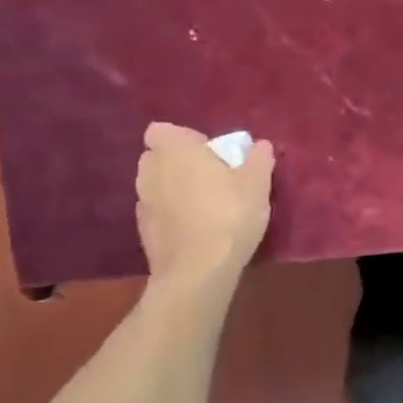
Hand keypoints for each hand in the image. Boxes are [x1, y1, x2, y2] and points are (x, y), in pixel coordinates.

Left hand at [135, 123, 275, 282]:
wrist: (197, 272)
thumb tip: (260, 145)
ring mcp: (142, 203)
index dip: (184, 137)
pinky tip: (195, 228)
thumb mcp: (257, 184)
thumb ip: (258, 159)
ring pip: (156, 184)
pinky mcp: (142, 231)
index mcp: (175, 151)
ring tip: (204, 204)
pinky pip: (157, 211)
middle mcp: (151, 172)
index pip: (161, 130)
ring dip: (174, 188)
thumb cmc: (229, 215)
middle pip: (158, 156)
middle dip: (178, 161)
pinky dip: (171, 214)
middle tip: (210, 176)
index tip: (208, 152)